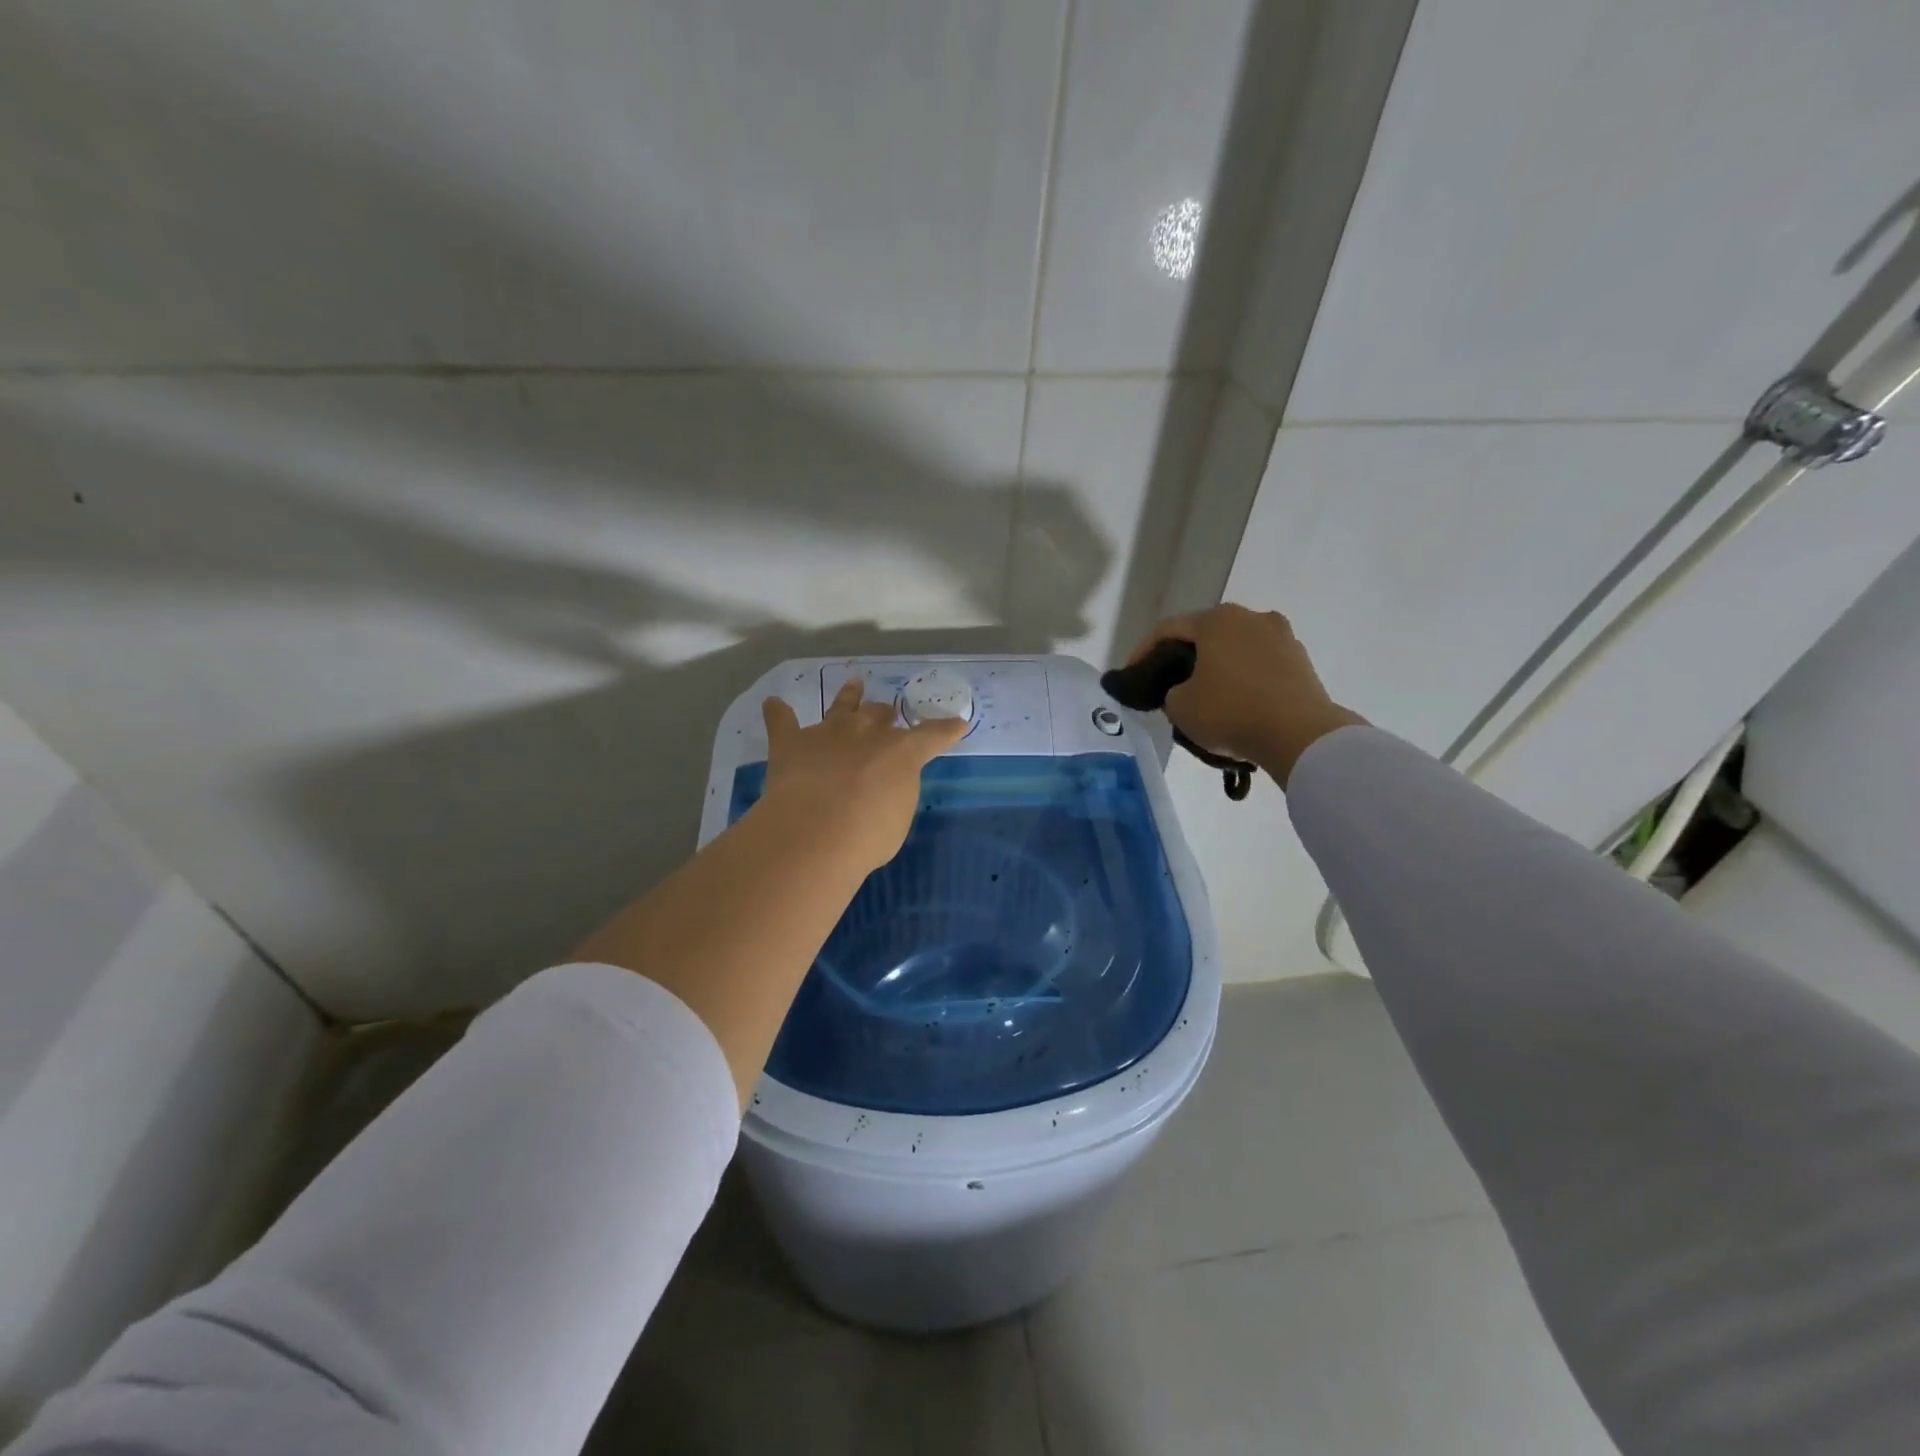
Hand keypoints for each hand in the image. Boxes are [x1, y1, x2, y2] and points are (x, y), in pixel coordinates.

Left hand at [759, 677, 968, 874]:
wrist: (816, 830)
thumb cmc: (868, 834)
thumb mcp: (898, 817)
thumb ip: (895, 793)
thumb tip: (885, 786)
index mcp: (901, 752)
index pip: (932, 736)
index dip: (946, 730)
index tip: (958, 723)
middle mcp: (866, 732)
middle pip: (880, 714)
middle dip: (886, 716)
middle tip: (888, 717)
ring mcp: (827, 733)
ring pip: (841, 705)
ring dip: (849, 695)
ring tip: (854, 684)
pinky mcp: (790, 742)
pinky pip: (782, 721)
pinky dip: (778, 713)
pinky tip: (773, 705)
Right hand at [1127, 604, 1366, 786]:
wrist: (1300, 735)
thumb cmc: (1230, 711)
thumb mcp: (1179, 706)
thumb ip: (1171, 691)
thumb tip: (1182, 690)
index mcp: (1217, 620)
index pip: (1168, 630)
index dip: (1144, 652)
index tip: (1132, 674)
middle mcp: (1251, 617)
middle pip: (1205, 635)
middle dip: (1185, 658)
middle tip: (1169, 684)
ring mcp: (1282, 637)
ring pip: (1236, 650)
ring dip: (1218, 669)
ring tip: (1206, 697)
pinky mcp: (1302, 662)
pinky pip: (1260, 667)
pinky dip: (1244, 680)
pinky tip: (1237, 704)